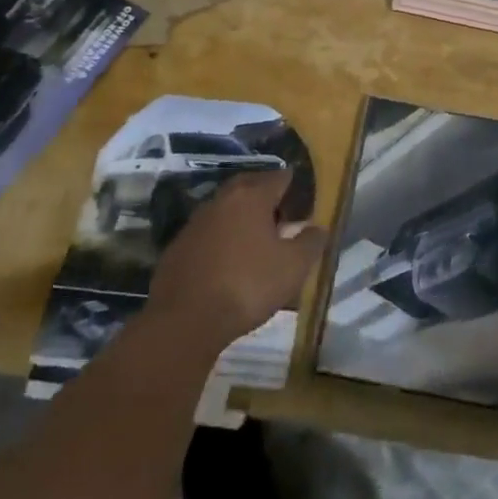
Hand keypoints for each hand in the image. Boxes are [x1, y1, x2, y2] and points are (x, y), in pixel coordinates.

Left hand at [147, 170, 325, 347]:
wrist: (185, 321)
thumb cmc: (247, 286)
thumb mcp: (293, 268)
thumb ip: (310, 243)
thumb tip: (319, 228)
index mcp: (252, 196)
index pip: (279, 177)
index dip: (293, 185)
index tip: (302, 198)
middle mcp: (222, 200)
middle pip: (249, 186)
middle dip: (265, 194)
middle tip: (280, 212)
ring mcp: (196, 222)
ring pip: (225, 208)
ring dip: (241, 216)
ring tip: (254, 237)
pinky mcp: (178, 247)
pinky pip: (207, 232)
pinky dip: (220, 237)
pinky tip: (227, 260)